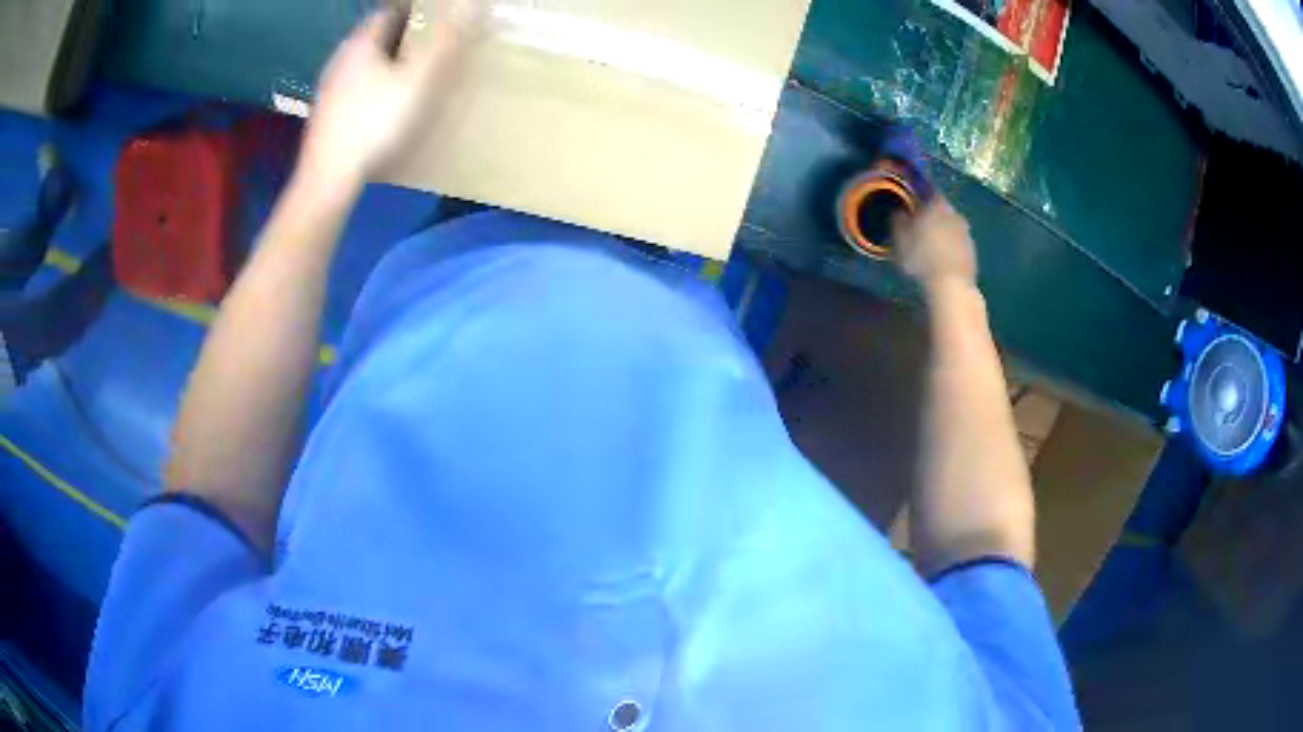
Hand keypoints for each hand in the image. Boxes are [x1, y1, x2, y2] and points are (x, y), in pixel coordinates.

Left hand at [299, 3, 479, 189]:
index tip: (436, 18)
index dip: (413, 11)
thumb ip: (444, 42)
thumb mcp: (417, 82)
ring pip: (363, 62)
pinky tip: (383, 103)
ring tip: (411, 73)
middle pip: (374, 37)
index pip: (389, 12)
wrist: (327, 178)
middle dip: (401, 35)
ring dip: (385, 61)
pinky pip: (354, 86)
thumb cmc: (373, 124)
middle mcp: (340, 59)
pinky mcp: (326, 114)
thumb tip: (471, 5)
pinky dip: (371, 85)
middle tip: (429, 44)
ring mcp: (329, 88)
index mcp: (361, 44)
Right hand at [892, 196, 977, 291]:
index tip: (911, 206)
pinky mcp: (973, 251)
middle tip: (919, 228)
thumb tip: (898, 211)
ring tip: (931, 246)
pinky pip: (958, 243)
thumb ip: (898, 220)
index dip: (919, 197)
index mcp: (937, 205)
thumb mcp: (901, 239)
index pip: (928, 192)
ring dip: (942, 232)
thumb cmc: (922, 257)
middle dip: (932, 216)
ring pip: (951, 226)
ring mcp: (967, 233)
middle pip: (941, 209)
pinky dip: (951, 247)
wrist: (952, 285)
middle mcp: (955, 213)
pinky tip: (942, 259)